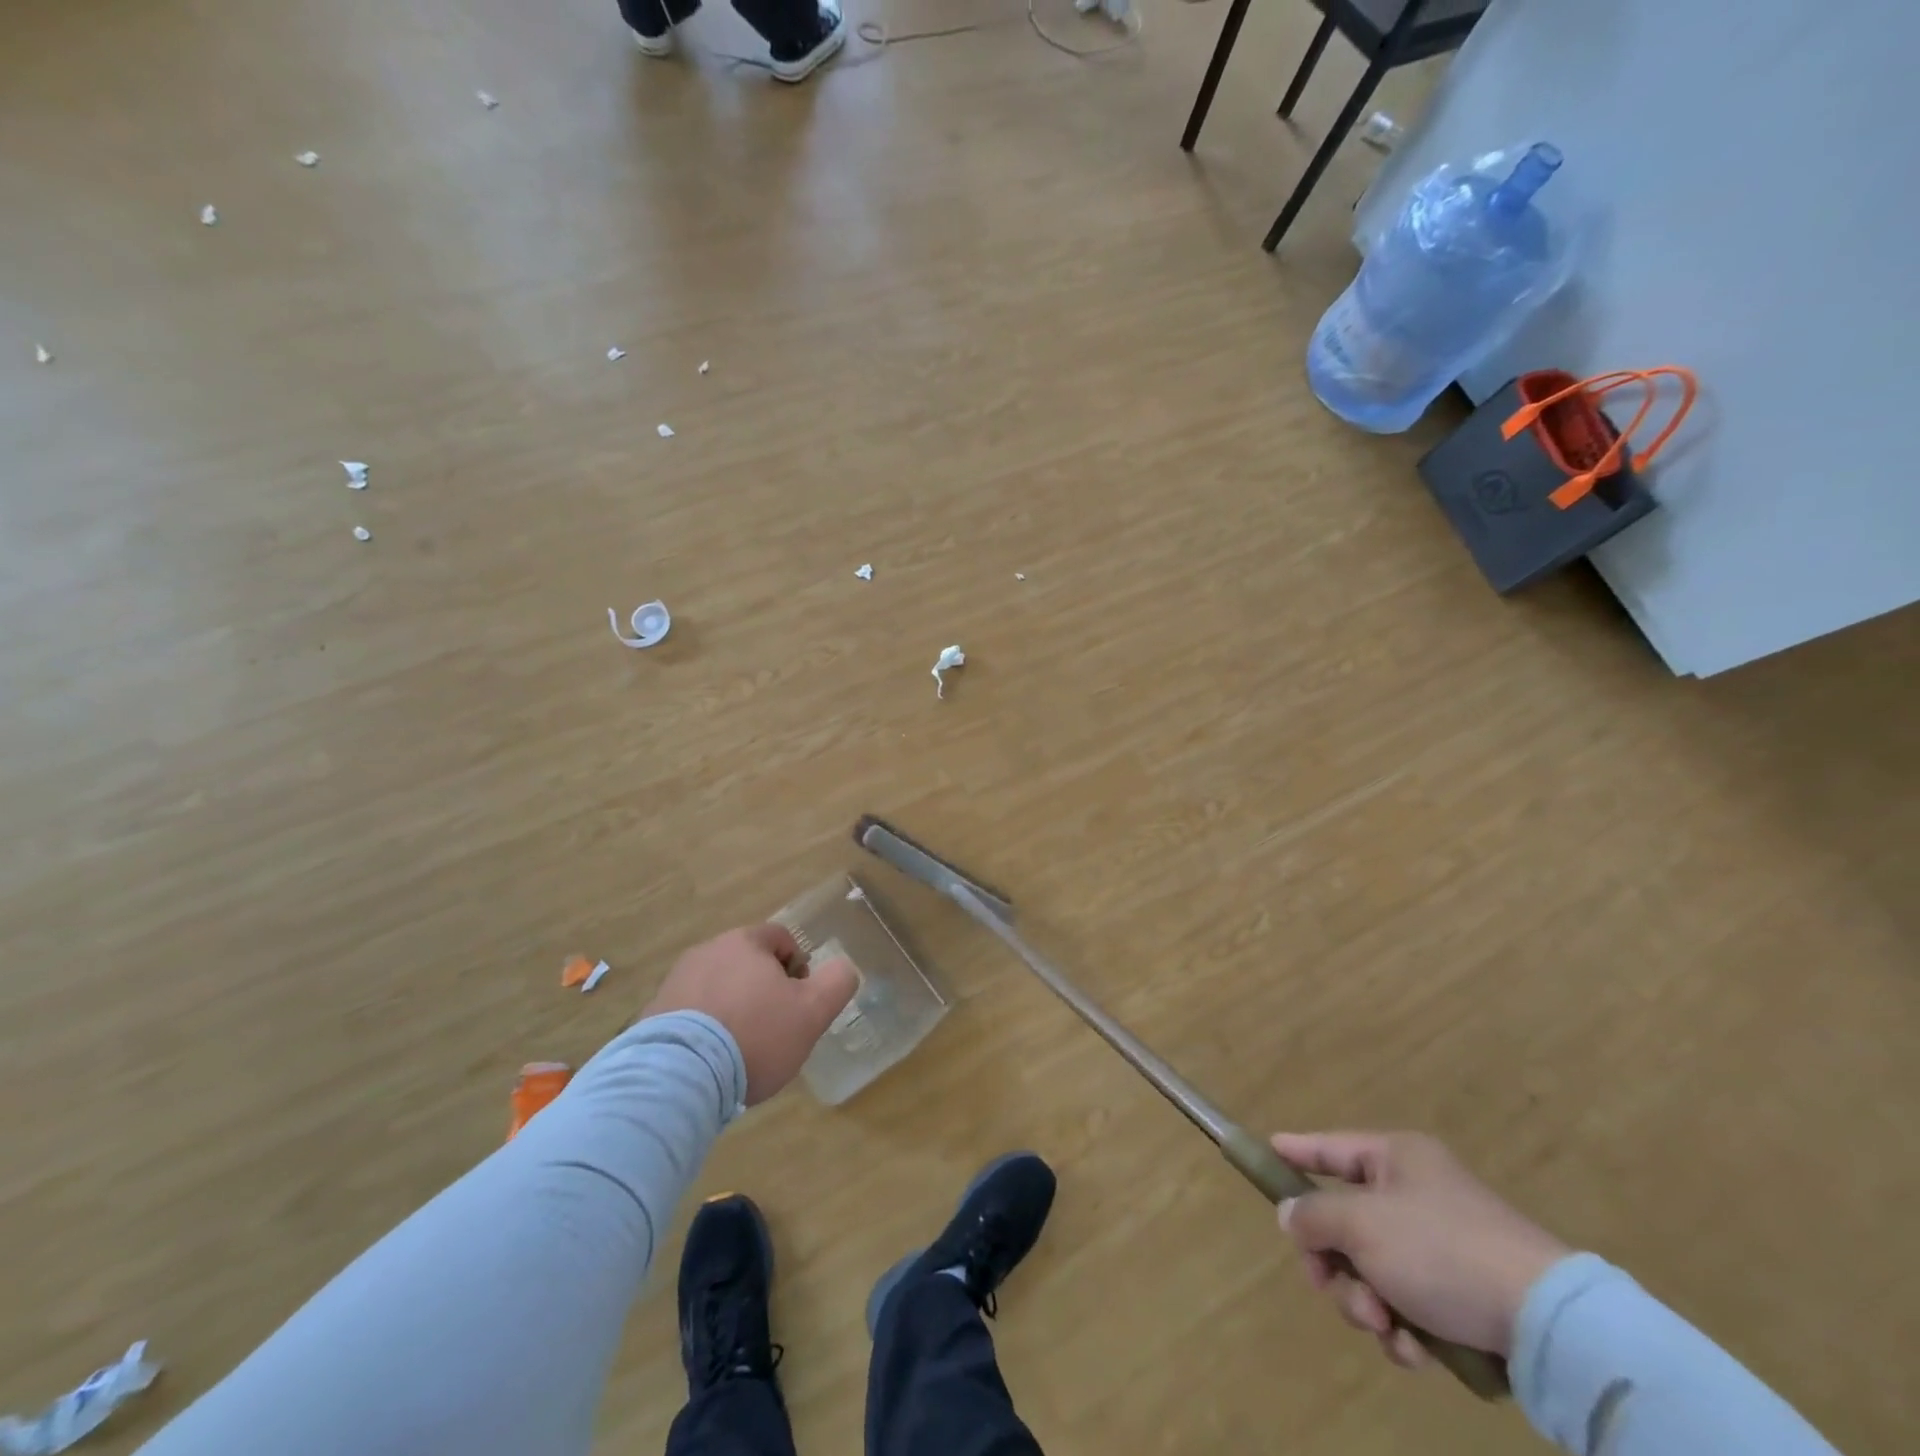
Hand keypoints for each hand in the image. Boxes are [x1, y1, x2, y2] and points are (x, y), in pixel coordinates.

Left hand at [643, 924, 857, 1104]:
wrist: (678, 1077)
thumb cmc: (755, 1035)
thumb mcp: (813, 1011)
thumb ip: (837, 982)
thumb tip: (843, 968)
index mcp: (744, 943)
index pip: (780, 938)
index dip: (798, 967)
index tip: (799, 1001)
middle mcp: (706, 952)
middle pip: (747, 962)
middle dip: (764, 990)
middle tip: (775, 1028)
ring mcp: (675, 982)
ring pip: (718, 987)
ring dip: (734, 1008)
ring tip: (742, 1050)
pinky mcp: (652, 1016)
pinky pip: (690, 1015)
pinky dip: (705, 1030)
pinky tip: (712, 1062)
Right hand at [1271, 1131, 1569, 1367]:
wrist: (1547, 1323)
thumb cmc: (1440, 1250)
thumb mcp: (1361, 1225)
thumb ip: (1314, 1215)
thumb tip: (1290, 1215)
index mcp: (1396, 1159)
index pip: (1330, 1148)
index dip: (1296, 1151)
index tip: (1267, 1151)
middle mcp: (1418, 1194)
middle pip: (1347, 1221)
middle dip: (1335, 1263)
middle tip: (1327, 1284)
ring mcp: (1444, 1246)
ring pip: (1374, 1270)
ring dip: (1367, 1302)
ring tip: (1384, 1326)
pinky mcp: (1466, 1296)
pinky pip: (1410, 1304)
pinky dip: (1404, 1329)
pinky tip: (1415, 1351)